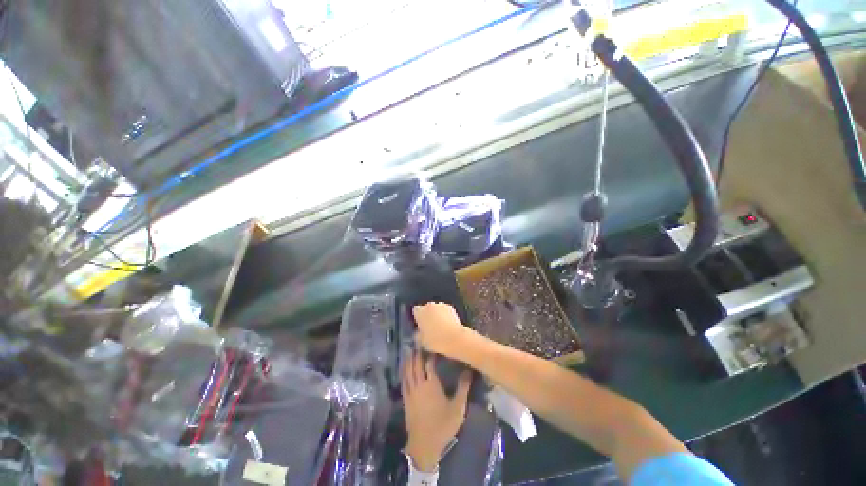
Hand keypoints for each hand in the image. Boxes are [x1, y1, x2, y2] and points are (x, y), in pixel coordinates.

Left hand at [403, 350, 471, 471]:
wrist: (424, 445)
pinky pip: (403, 381)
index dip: (430, 354)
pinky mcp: (406, 399)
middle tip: (417, 342)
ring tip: (409, 350)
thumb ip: (463, 388)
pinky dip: (403, 372)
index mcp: (432, 385)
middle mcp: (420, 385)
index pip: (429, 364)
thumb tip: (468, 370)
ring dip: (409, 360)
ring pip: (408, 372)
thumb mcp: (458, 408)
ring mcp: (411, 392)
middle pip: (416, 365)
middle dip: (417, 353)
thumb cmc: (443, 425)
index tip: (432, 345)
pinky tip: (403, 369)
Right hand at [412, 302, 479, 359]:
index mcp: (420, 312)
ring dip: (436, 314)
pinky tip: (447, 324)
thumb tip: (418, 332)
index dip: (417, 317)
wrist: (455, 338)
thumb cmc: (435, 341)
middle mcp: (429, 305)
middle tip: (429, 326)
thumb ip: (418, 334)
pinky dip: (445, 314)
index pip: (415, 310)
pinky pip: (445, 310)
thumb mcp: (421, 341)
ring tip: (439, 325)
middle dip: (427, 314)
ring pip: (436, 308)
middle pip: (426, 308)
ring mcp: (441, 305)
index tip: (420, 324)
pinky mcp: (451, 307)